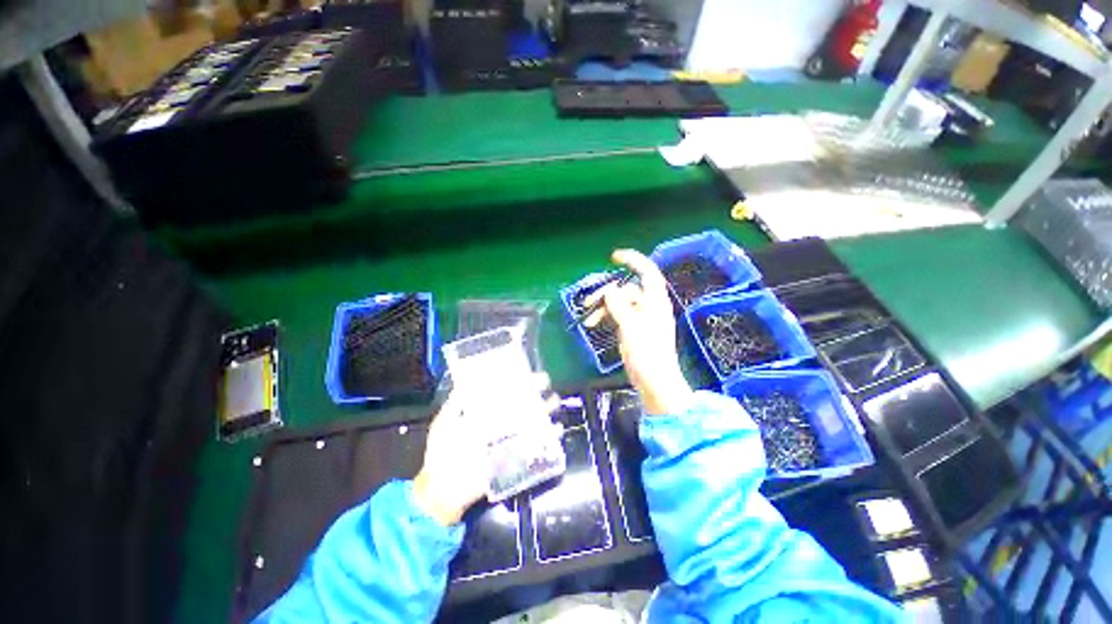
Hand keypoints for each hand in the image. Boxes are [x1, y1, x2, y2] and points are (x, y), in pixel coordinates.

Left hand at [413, 374, 559, 524]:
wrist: (443, 488)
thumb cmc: (442, 452)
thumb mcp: (444, 423)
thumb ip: (455, 403)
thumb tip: (465, 381)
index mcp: (484, 413)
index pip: (503, 392)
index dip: (513, 382)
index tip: (523, 371)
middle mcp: (498, 423)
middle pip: (519, 404)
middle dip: (533, 392)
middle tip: (545, 382)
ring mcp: (507, 440)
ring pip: (529, 421)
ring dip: (543, 411)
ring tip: (554, 402)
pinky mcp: (513, 457)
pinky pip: (534, 445)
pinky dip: (547, 438)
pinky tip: (555, 430)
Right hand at [586, 249, 693, 415]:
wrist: (654, 382)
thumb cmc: (647, 354)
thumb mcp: (632, 327)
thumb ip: (620, 306)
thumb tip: (610, 291)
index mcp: (655, 302)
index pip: (648, 273)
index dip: (634, 261)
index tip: (614, 257)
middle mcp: (649, 306)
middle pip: (626, 290)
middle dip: (606, 294)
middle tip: (588, 303)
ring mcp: (640, 318)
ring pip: (618, 304)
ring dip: (602, 308)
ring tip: (588, 320)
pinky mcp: (632, 329)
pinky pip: (617, 315)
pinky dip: (605, 317)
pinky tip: (594, 325)